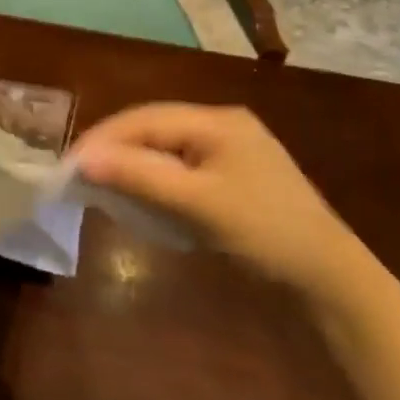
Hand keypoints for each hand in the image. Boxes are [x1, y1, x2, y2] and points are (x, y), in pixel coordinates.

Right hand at [73, 103, 379, 305]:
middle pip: (151, 129)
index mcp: (217, 122)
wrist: (330, 280)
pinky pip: (176, 167)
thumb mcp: (197, 203)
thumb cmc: (264, 233)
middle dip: (113, 150)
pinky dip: (150, 178)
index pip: (144, 120)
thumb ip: (139, 176)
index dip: (102, 139)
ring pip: (161, 148)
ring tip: (97, 184)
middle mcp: (221, 126)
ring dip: (129, 164)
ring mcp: (227, 151)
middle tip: (77, 176)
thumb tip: (81, 159)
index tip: (69, 165)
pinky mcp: (229, 177)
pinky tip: (135, 194)